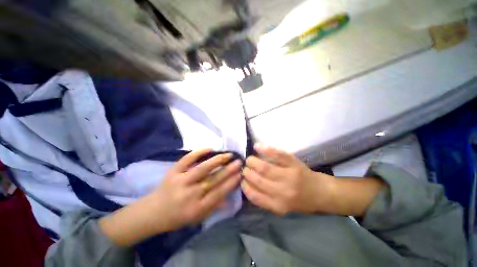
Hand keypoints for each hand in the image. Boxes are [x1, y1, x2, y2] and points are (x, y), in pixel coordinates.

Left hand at [100, 149, 241, 245]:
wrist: (153, 212)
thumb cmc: (178, 216)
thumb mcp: (198, 218)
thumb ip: (215, 206)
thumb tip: (230, 194)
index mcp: (197, 208)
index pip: (219, 193)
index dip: (232, 182)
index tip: (241, 173)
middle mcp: (190, 194)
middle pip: (213, 180)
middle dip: (229, 170)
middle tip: (239, 162)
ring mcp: (180, 181)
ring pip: (202, 168)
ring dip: (218, 160)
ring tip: (229, 155)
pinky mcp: (173, 172)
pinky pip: (186, 159)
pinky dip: (198, 152)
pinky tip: (210, 148)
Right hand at [241, 144, 335, 214]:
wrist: (320, 192)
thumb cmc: (300, 201)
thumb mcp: (282, 207)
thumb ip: (265, 199)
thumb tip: (247, 184)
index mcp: (279, 204)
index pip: (255, 195)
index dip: (245, 186)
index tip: (241, 180)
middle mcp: (283, 192)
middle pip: (258, 179)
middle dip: (247, 171)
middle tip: (244, 167)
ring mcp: (289, 175)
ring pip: (265, 167)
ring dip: (253, 161)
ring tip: (249, 159)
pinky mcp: (294, 163)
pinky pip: (277, 154)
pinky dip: (265, 149)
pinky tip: (257, 146)